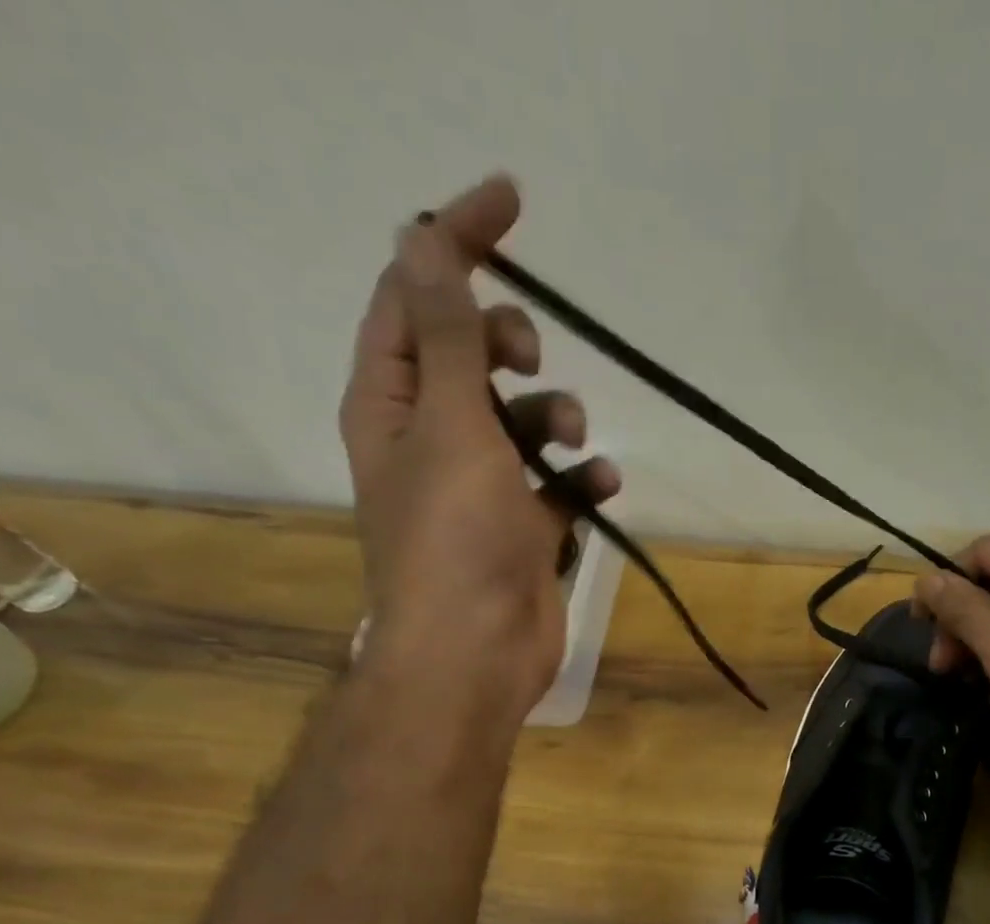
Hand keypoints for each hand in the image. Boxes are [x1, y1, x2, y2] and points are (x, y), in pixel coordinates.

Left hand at [339, 174, 619, 700]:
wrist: (475, 656)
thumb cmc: (455, 541)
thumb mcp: (450, 426)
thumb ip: (446, 336)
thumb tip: (421, 237)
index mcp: (391, 400)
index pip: (415, 294)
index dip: (456, 240)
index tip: (511, 201)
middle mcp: (430, 436)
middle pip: (471, 353)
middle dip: (511, 344)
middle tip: (529, 364)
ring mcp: (480, 486)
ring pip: (523, 419)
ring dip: (556, 416)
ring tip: (569, 443)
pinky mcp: (523, 528)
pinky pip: (557, 484)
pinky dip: (581, 480)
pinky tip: (599, 488)